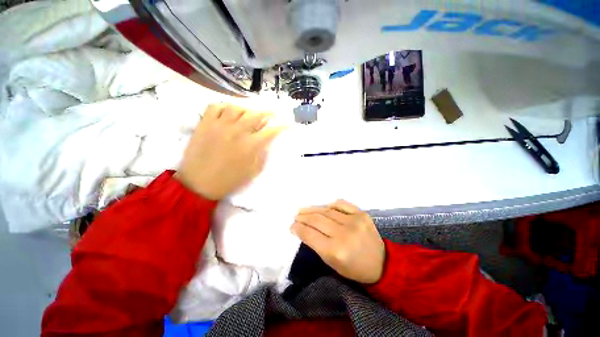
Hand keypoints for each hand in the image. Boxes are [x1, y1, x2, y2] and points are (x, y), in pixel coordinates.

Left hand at [175, 104, 281, 199]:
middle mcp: (237, 131)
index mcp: (250, 145)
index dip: (282, 126)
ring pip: (236, 107)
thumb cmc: (229, 180)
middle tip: (272, 113)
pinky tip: (229, 111)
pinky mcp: (204, 124)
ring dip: (247, 108)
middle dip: (268, 112)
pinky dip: (224, 106)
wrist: (198, 184)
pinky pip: (215, 107)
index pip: (271, 131)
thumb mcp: (253, 171)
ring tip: (251, 111)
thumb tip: (267, 143)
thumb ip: (262, 155)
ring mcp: (219, 125)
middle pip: (256, 114)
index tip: (287, 124)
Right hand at [291, 200, 384, 283]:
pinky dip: (330, 204)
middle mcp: (344, 234)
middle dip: (303, 217)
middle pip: (317, 220)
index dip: (299, 228)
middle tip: (296, 215)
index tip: (292, 225)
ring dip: (313, 209)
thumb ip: (316, 244)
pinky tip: (323, 206)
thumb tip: (302, 229)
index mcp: (336, 251)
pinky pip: (342, 204)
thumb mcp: (332, 263)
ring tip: (304, 209)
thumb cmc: (353, 268)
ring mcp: (354, 221)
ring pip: (327, 210)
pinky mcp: (362, 214)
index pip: (310, 235)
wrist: (381, 263)